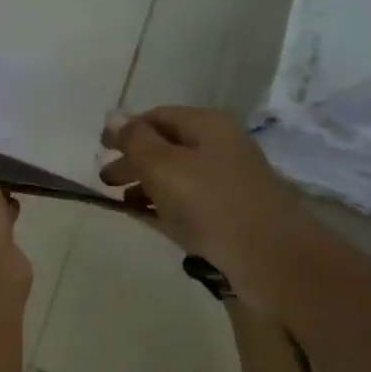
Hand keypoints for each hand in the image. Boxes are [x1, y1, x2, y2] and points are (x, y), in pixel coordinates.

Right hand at [99, 107, 309, 306]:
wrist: (270, 256)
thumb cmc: (210, 203)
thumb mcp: (163, 167)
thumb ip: (135, 141)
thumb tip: (113, 115)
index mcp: (206, 125)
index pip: (156, 117)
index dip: (126, 131)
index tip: (100, 150)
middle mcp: (220, 145)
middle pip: (167, 145)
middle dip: (133, 160)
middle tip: (106, 181)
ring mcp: (229, 178)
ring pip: (178, 173)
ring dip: (148, 184)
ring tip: (125, 202)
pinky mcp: (232, 209)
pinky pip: (190, 198)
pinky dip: (167, 203)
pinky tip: (152, 218)